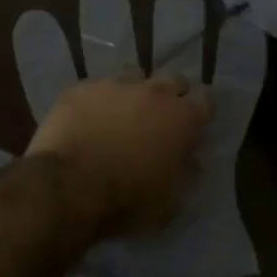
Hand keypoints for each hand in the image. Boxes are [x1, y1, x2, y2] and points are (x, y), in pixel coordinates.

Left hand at [28, 75, 212, 238]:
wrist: (69, 187)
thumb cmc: (128, 200)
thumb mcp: (171, 200)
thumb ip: (186, 171)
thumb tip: (189, 157)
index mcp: (182, 118)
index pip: (207, 99)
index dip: (201, 111)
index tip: (195, 125)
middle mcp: (154, 92)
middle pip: (173, 79)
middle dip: (171, 96)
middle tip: (160, 119)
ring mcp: (116, 84)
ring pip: (134, 76)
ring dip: (134, 93)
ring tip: (122, 115)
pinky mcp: (83, 87)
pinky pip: (98, 87)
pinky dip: (99, 100)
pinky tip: (88, 119)